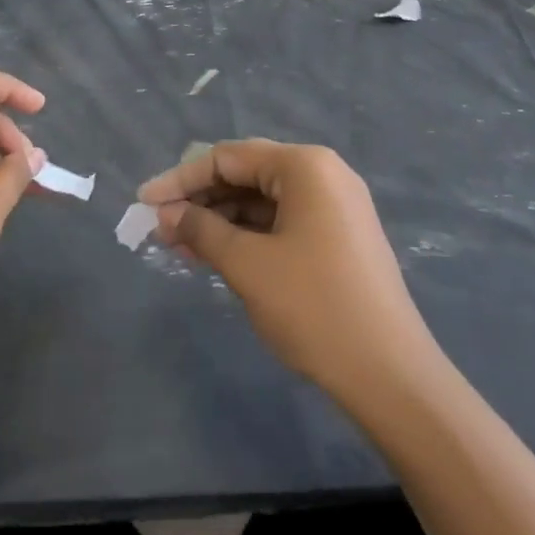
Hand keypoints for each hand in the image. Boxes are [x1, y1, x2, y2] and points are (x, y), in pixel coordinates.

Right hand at [138, 140, 432, 399]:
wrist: (391, 376)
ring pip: (262, 201)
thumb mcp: (246, 264)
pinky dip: (247, 236)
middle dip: (199, 200)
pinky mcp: (339, 238)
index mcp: (305, 166)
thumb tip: (166, 213)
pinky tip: (217, 256)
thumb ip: (201, 229)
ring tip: (181, 248)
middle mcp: (323, 175)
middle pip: (246, 175)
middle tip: (160, 229)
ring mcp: (336, 207)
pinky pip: (282, 223)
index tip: (143, 203)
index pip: (227, 158)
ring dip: (220, 221)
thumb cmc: (313, 306)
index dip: (180, 179)